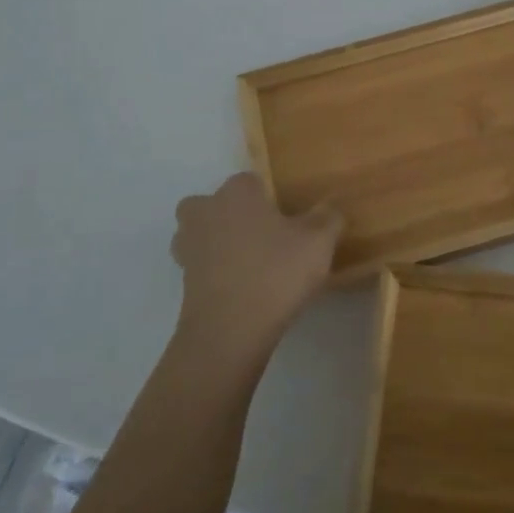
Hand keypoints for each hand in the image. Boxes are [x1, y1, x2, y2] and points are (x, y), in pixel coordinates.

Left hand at [169, 174, 342, 366]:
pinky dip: (217, 272)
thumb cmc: (276, 273)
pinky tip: (244, 287)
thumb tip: (330, 207)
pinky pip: (202, 266)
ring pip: (202, 234)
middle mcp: (206, 211)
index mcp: (236, 193)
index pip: (251, 180)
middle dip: (234, 215)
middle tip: (265, 235)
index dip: (270, 197)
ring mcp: (189, 247)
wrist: (230, 332)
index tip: (289, 217)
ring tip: (252, 262)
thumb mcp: (318, 242)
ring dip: (219, 243)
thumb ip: (328, 217)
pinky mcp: (184, 281)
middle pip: (215, 203)